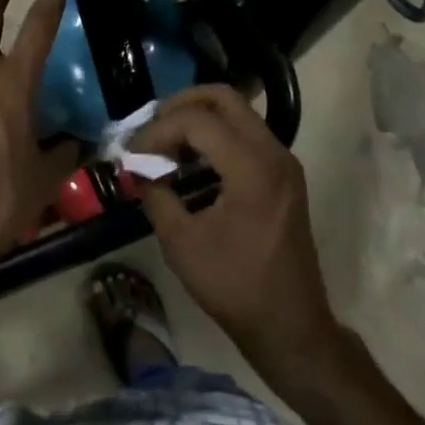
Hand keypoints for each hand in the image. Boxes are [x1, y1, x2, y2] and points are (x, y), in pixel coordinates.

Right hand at [133, 86, 341, 372]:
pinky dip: (217, 136)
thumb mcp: (182, 243)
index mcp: (252, 166)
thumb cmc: (236, 287)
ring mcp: (283, 162)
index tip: (133, 152)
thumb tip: (138, 170)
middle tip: (152, 127)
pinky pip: (247, 134)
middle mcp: (273, 152)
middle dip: (182, 105)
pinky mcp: (284, 175)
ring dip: (200, 119)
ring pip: (238, 113)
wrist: (291, 327)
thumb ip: (157, 195)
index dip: (159, 130)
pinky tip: (192, 160)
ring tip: (167, 144)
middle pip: (224, 98)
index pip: (197, 121)